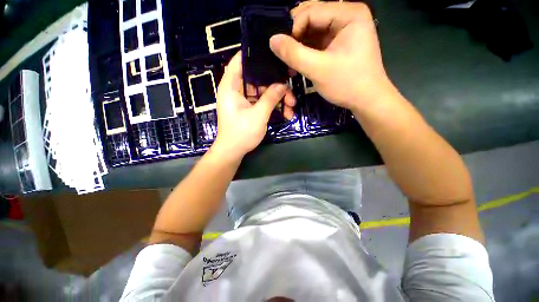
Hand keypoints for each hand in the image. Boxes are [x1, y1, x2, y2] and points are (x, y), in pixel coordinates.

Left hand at [212, 52, 293, 159]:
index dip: (255, 54)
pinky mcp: (249, 108)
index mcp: (231, 86)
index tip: (274, 53)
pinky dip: (273, 106)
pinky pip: (262, 102)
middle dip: (275, 84)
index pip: (240, 61)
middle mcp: (236, 89)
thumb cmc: (241, 133)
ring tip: (291, 107)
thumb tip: (283, 84)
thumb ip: (271, 97)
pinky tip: (285, 113)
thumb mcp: (258, 115)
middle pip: (257, 78)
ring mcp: (244, 100)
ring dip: (278, 98)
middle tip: (290, 91)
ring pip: (263, 91)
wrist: (233, 152)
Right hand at [269, 2, 395, 112]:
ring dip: (299, 45)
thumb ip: (294, 54)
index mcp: (349, 13)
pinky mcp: (339, 43)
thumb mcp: (318, 70)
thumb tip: (272, 40)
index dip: (293, 30)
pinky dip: (306, 51)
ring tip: (290, 61)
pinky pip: (317, 41)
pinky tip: (299, 62)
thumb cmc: (347, 84)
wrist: (367, 100)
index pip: (311, 11)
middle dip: (295, 36)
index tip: (283, 52)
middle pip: (311, 17)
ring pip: (312, 30)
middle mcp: (347, 15)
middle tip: (285, 54)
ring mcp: (343, 29)